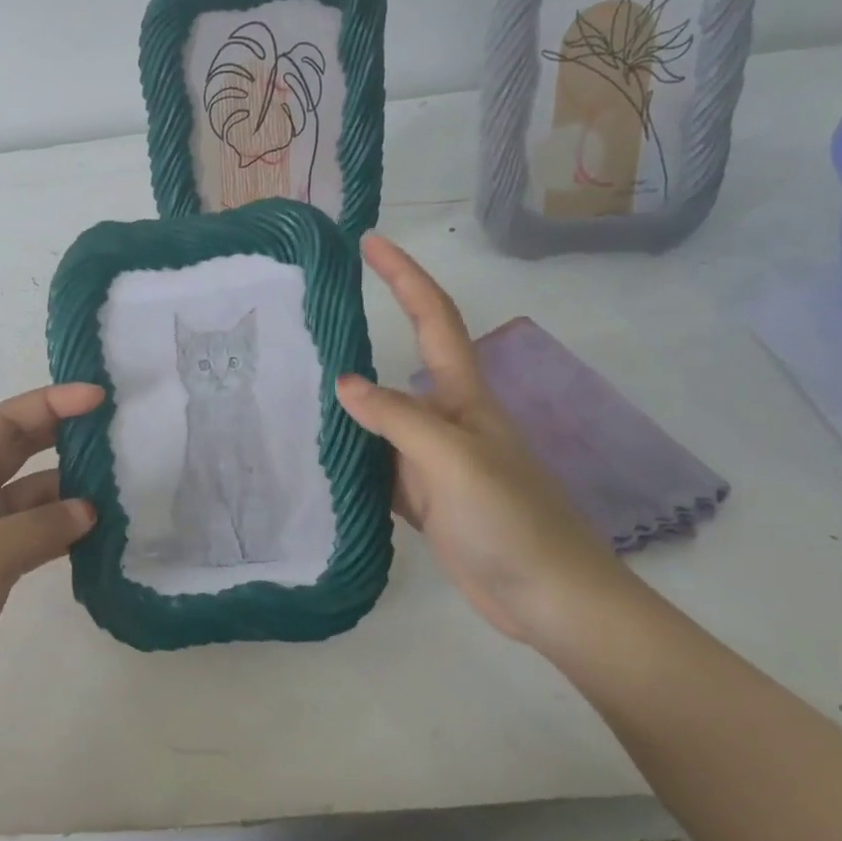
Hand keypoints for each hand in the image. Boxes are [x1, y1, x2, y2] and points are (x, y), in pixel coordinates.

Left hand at [0, 384, 102, 713]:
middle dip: (65, 434)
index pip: (5, 422)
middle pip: (23, 448)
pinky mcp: (1, 561)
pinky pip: (42, 529)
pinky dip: (69, 527)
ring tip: (120, 484)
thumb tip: (92, 509)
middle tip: (115, 428)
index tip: (98, 398)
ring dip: (74, 488)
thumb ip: (41, 525)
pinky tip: (102, 529)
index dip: (50, 404)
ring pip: (38, 492)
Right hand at [335, 235, 631, 645]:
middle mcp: (446, 420)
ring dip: (345, 400)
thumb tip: (344, 383)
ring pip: (380, 418)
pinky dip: (347, 454)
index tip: (369, 242)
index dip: (404, 276)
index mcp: (464, 397)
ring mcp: (432, 461)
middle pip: (401, 363)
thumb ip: (399, 418)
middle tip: (309, 316)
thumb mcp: (455, 459)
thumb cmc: (511, 519)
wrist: (548, 598)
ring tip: (293, 384)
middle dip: (366, 328)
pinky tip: (315, 453)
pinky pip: (374, 464)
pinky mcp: (422, 498)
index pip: (433, 320)